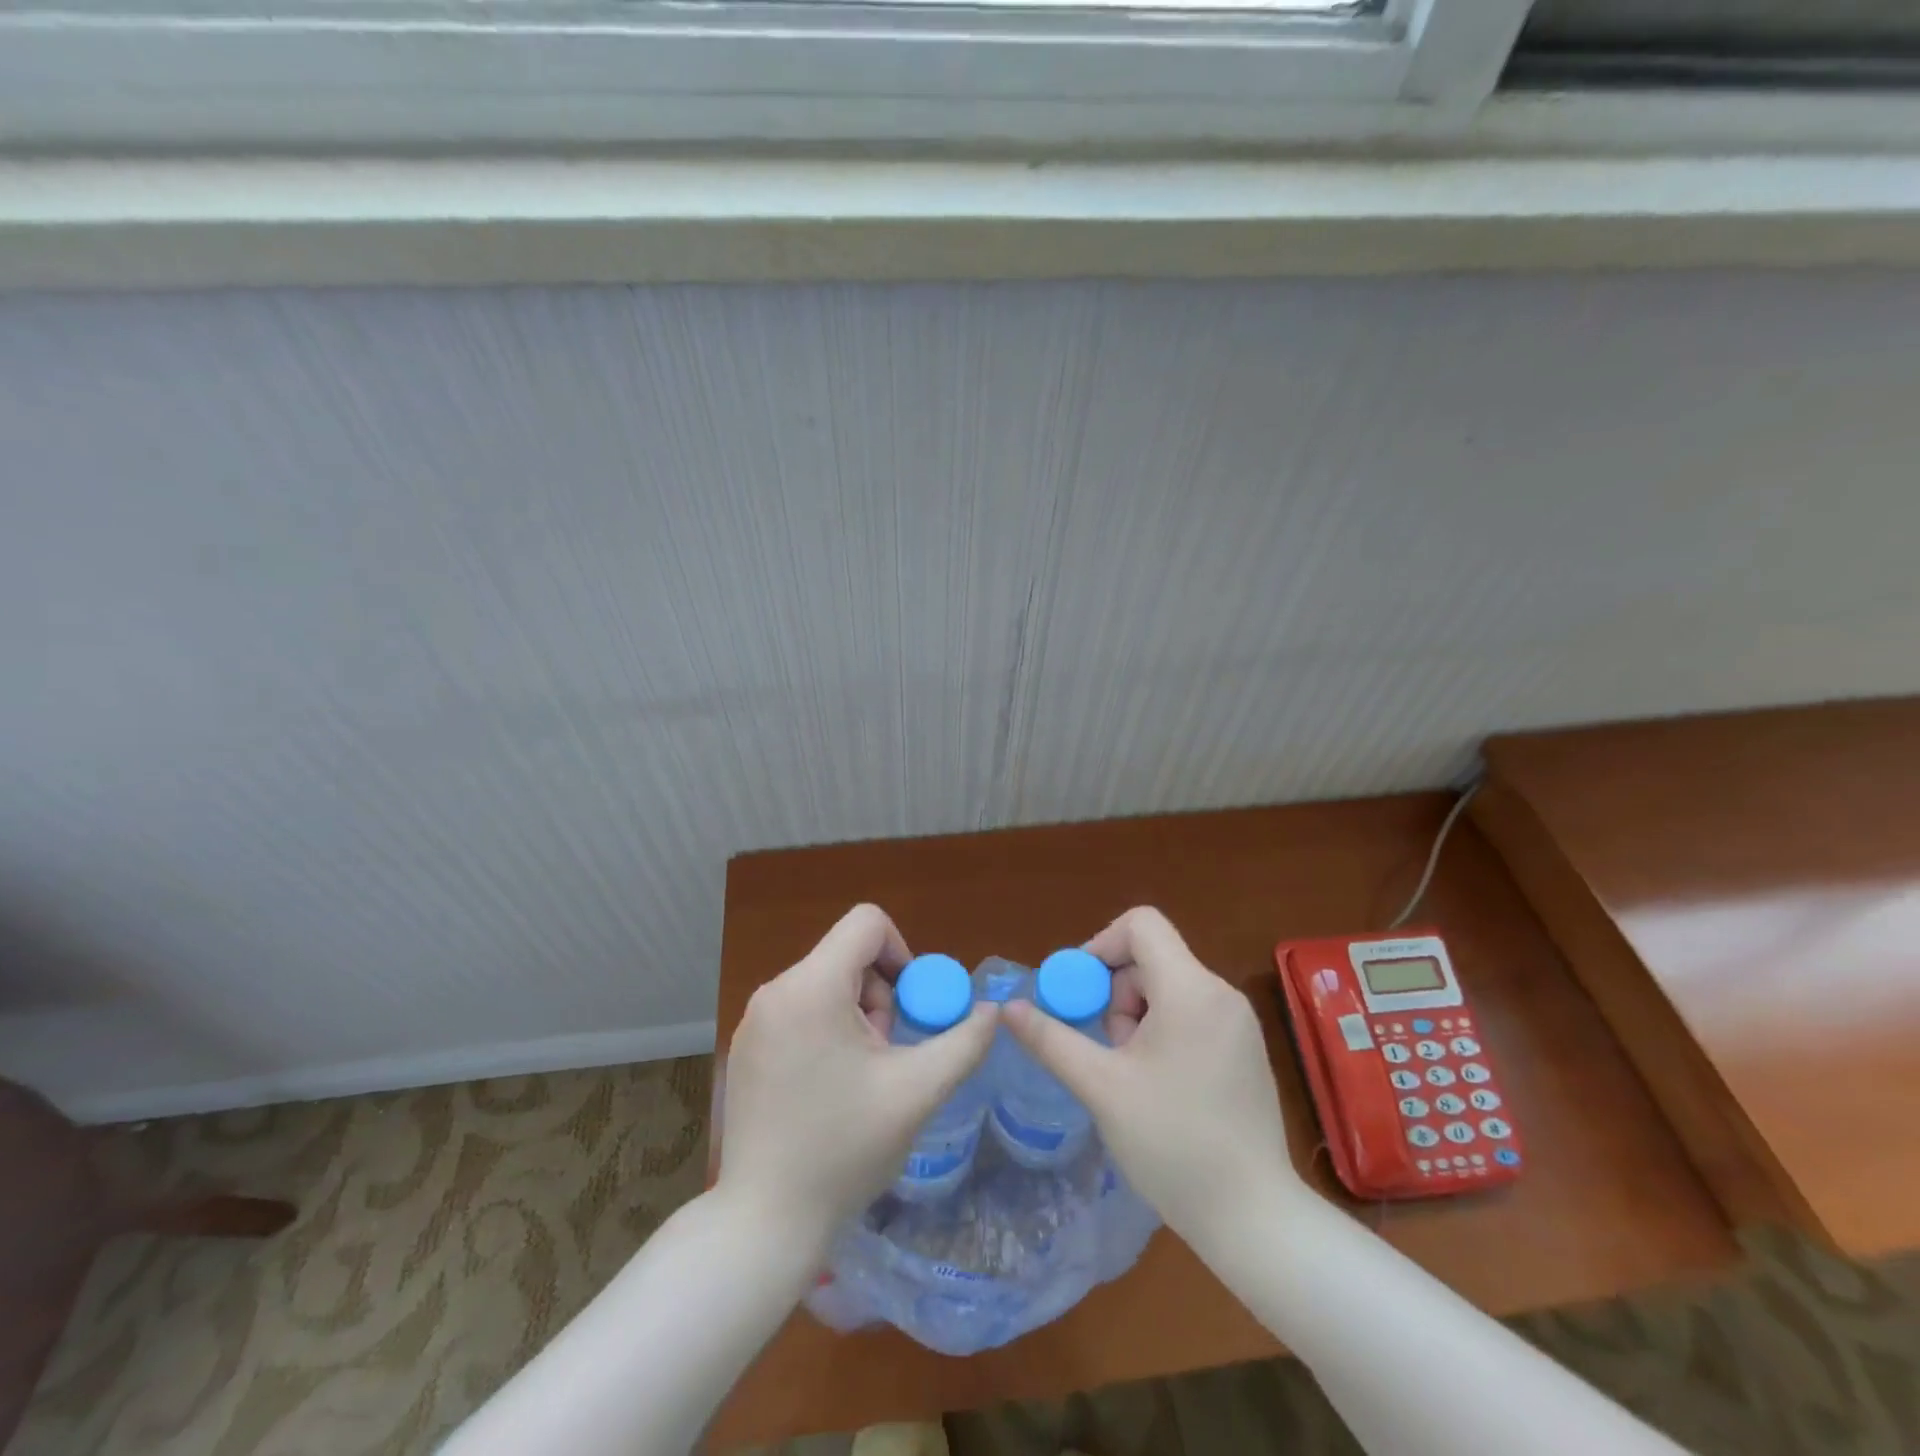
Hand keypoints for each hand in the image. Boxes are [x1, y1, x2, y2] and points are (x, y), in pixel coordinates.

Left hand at [717, 904, 999, 1244]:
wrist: (765, 1222)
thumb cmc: (844, 1150)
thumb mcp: (917, 1092)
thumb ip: (963, 1042)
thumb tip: (993, 1010)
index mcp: (812, 987)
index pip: (867, 923)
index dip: (902, 952)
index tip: (911, 1005)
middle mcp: (775, 990)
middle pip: (846, 954)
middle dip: (880, 993)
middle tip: (888, 1051)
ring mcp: (754, 1019)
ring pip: (824, 982)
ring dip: (856, 1014)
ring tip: (862, 1074)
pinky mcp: (746, 1046)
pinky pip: (799, 1008)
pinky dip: (827, 1029)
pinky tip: (831, 1086)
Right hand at [1003, 906, 1302, 1244]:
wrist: (1255, 1219)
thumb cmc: (1173, 1144)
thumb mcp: (1101, 1087)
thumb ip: (1052, 1039)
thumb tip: (1009, 1008)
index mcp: (1191, 989)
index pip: (1141, 924)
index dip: (1100, 944)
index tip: (1081, 993)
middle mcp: (1220, 993)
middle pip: (1151, 957)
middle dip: (1116, 993)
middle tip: (1106, 1048)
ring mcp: (1239, 1021)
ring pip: (1168, 987)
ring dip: (1136, 1016)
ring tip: (1130, 1074)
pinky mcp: (1245, 1048)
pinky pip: (1191, 1012)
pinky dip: (1162, 1030)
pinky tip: (1157, 1084)